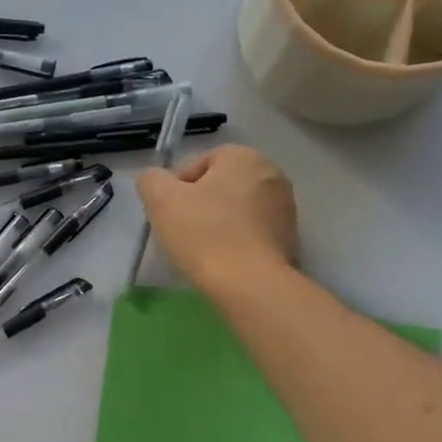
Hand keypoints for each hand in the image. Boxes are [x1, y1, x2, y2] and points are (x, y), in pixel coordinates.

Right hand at [135, 144, 298, 294]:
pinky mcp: (290, 237)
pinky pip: (253, 231)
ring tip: (202, 249)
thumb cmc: (203, 234)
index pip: (200, 163)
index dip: (177, 187)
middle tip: (181, 231)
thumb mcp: (161, 200)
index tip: (168, 213)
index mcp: (243, 157)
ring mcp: (285, 206)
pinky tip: (224, 260)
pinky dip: (237, 240)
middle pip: (221, 185)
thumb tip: (155, 180)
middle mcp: (272, 173)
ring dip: (219, 223)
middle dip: (200, 204)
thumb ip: (152, 180)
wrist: (249, 284)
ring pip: (238, 209)